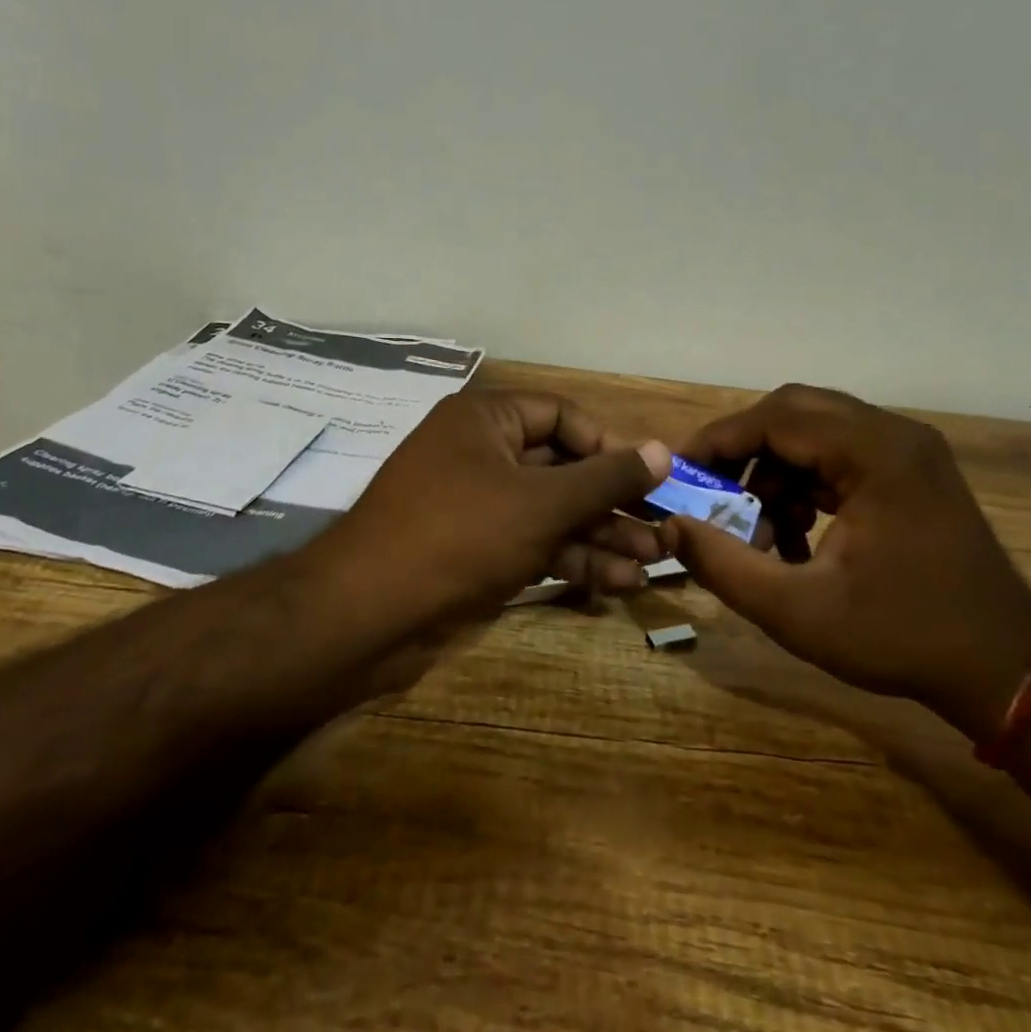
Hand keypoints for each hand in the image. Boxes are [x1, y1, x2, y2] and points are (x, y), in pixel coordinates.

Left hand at [323, 390, 672, 634]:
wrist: (367, 614)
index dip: (610, 446)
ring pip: (550, 511)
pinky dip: (570, 560)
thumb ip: (605, 477)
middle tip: (662, 529)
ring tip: (651, 563)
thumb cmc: (461, 534)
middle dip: (612, 502)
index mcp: (486, 419)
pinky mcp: (473, 550)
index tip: (650, 479)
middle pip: (562, 468)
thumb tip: (662, 450)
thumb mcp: (543, 503)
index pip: (563, 417)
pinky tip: (615, 583)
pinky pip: (532, 543)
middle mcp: (480, 453)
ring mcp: (476, 505)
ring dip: (599, 536)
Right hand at [660, 384, 1030, 743]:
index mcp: (874, 453)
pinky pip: (840, 457)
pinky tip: (795, 539)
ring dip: (775, 474)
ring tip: (757, 534)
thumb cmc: (902, 638)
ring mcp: (908, 451)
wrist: (1007, 670)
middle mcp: (894, 435)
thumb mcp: (797, 612)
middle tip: (711, 494)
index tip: (680, 472)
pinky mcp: (913, 472)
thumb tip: (669, 528)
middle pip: (794, 414)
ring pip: (816, 435)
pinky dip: (805, 486)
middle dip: (744, 453)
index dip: (719, 441)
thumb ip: (724, 565)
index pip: (775, 418)